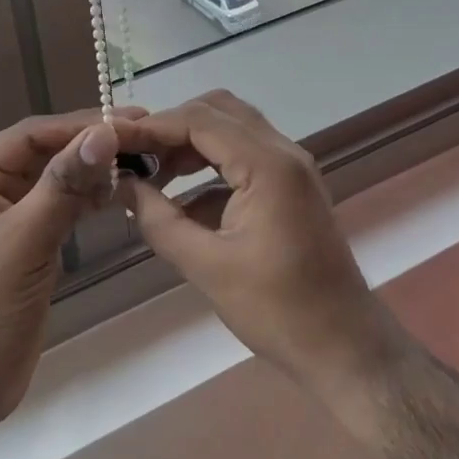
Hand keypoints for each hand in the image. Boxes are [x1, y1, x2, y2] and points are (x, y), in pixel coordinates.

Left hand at [0, 108, 139, 435]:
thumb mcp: (22, 241)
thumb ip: (63, 185)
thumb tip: (103, 133)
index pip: (32, 135)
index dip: (79, 124)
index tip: (128, 120)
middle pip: (47, 152)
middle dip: (91, 143)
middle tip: (145, 135)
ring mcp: (11, 218)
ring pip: (58, 179)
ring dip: (94, 169)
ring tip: (141, 158)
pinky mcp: (31, 245)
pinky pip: (63, 208)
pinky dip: (90, 198)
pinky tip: (120, 191)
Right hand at [118, 91, 395, 394]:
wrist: (344, 347)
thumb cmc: (278, 310)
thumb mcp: (207, 267)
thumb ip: (159, 220)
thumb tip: (122, 186)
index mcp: (268, 165)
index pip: (200, 120)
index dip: (152, 126)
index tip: (113, 141)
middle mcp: (284, 153)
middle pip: (218, 111)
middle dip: (172, 127)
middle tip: (135, 155)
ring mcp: (291, 168)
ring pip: (232, 130)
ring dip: (191, 144)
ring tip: (151, 174)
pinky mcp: (290, 187)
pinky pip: (244, 156)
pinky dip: (210, 166)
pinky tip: (182, 200)